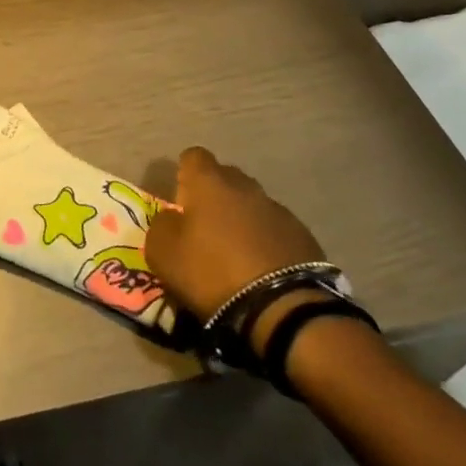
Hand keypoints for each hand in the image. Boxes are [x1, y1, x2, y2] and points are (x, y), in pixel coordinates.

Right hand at [144, 146, 326, 321]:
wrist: (282, 309)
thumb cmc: (212, 272)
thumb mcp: (163, 253)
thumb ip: (161, 226)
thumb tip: (172, 219)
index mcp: (209, 182)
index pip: (193, 156)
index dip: (185, 174)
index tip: (181, 202)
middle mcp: (245, 186)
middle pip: (226, 178)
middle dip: (215, 195)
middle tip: (206, 228)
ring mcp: (278, 210)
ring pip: (253, 204)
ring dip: (243, 220)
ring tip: (237, 253)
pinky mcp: (304, 237)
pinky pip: (276, 230)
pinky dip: (267, 241)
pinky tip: (263, 268)